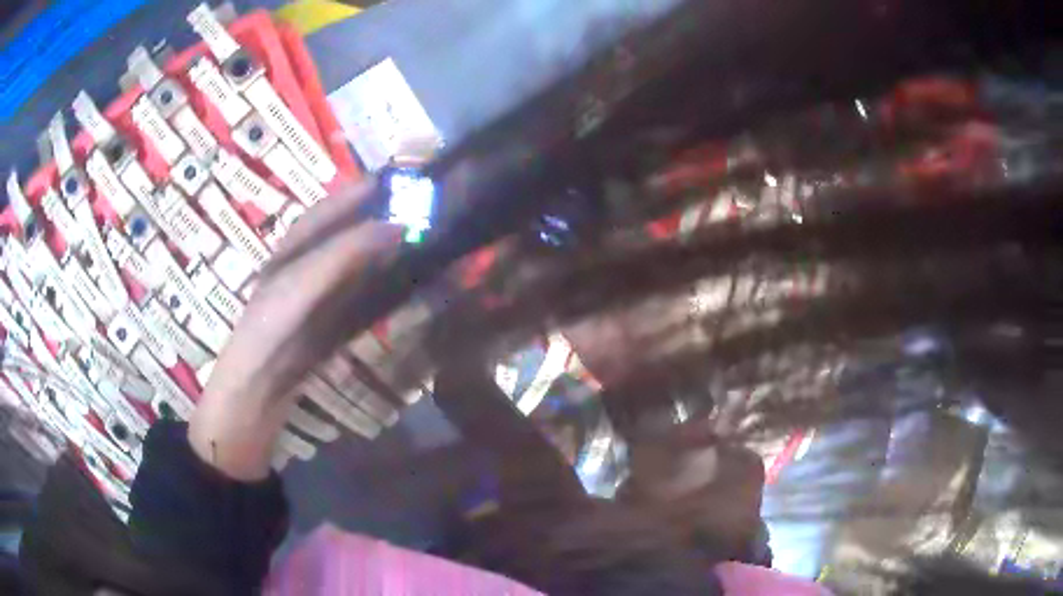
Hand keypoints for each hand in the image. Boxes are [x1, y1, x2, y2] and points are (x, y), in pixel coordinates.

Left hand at [189, 182, 402, 479]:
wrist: (259, 387)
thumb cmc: (271, 325)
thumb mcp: (303, 281)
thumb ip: (346, 251)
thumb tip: (398, 225)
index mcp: (294, 245)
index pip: (331, 206)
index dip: (361, 191)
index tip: (399, 179)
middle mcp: (307, 262)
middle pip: (347, 231)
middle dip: (380, 216)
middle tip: (419, 208)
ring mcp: (321, 293)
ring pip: (358, 260)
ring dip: (386, 248)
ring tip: (421, 238)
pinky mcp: (332, 321)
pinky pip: (363, 292)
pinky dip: (384, 283)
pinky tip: (405, 282)